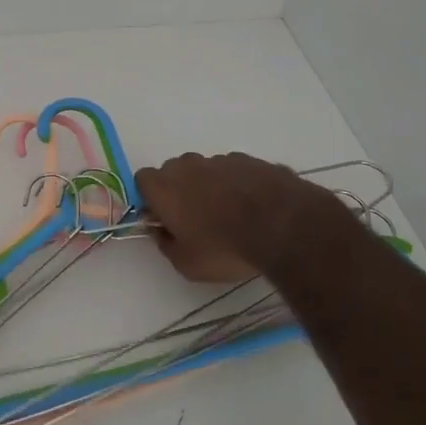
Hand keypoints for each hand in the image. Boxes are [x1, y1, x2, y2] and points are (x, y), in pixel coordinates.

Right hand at [136, 152, 329, 283]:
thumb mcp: (187, 265)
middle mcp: (188, 165)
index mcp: (164, 187)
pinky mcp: (250, 160)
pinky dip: (237, 185)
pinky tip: (253, 207)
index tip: (164, 218)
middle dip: (180, 190)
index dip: (151, 198)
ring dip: (210, 186)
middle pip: (174, 171)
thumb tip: (161, 232)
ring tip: (230, 215)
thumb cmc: (225, 248)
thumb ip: (166, 245)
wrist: (283, 226)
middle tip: (195, 219)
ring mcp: (220, 159)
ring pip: (205, 170)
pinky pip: (234, 171)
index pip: (142, 180)